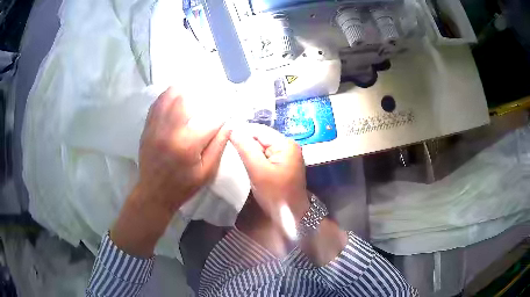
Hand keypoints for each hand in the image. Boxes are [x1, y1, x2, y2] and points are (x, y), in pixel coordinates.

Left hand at [137, 87, 229, 210]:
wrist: (154, 194)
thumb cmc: (183, 186)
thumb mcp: (206, 172)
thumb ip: (218, 147)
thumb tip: (229, 125)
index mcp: (188, 144)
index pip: (210, 120)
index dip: (222, 113)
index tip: (228, 109)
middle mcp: (170, 131)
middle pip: (184, 100)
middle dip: (198, 92)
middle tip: (206, 90)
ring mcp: (156, 128)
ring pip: (167, 98)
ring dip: (179, 89)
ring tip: (188, 85)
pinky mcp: (147, 130)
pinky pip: (155, 106)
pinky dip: (164, 97)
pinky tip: (171, 94)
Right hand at [230, 124, 309, 226]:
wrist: (291, 215)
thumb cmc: (275, 194)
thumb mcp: (258, 171)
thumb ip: (245, 148)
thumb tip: (232, 128)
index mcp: (286, 144)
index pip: (259, 130)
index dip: (242, 131)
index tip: (224, 137)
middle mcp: (288, 145)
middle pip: (261, 137)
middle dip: (245, 142)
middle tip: (227, 149)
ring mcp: (286, 155)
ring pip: (261, 146)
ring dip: (249, 151)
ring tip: (234, 156)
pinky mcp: (282, 164)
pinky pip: (265, 155)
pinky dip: (255, 158)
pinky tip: (246, 163)